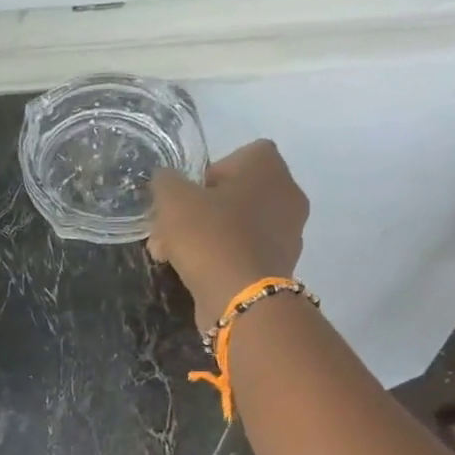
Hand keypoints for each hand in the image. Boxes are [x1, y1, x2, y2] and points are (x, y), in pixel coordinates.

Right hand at [148, 141, 309, 328]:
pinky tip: (195, 273)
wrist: (241, 298)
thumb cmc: (210, 236)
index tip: (187, 196)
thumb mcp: (173, 199)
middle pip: (235, 194)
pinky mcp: (280, 266)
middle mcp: (287, 194)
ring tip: (172, 257)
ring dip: (206, 236)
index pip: (239, 156)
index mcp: (268, 168)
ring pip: (237, 225)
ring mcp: (288, 233)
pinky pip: (244, 252)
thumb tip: (166, 180)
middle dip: (199, 211)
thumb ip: (166, 182)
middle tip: (169, 231)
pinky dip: (221, 259)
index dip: (209, 173)